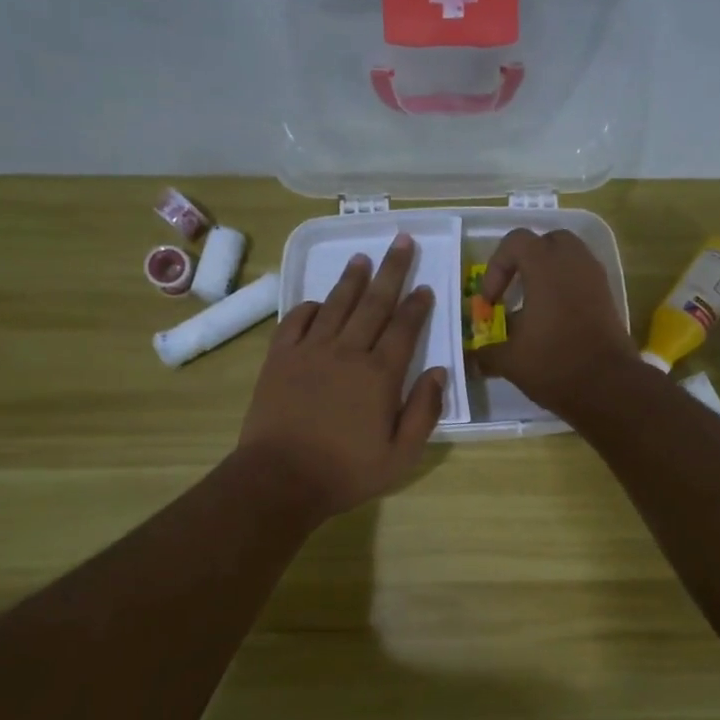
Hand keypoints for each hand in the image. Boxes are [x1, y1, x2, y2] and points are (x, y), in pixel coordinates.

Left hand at [237, 233, 447, 521]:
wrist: (280, 478)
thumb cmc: (346, 471)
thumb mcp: (401, 454)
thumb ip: (424, 412)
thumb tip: (440, 372)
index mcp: (380, 375)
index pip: (404, 329)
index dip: (417, 306)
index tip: (426, 286)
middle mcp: (347, 352)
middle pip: (374, 303)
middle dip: (391, 271)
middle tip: (401, 241)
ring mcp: (310, 351)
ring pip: (336, 304)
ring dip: (351, 279)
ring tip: (363, 257)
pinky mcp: (280, 359)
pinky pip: (296, 321)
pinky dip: (310, 306)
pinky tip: (319, 301)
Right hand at [476, 228, 639, 416]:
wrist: (608, 387)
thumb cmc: (554, 364)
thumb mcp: (510, 361)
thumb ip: (486, 353)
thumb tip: (472, 359)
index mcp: (546, 266)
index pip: (516, 242)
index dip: (496, 267)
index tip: (491, 302)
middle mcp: (574, 262)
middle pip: (547, 242)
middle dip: (526, 261)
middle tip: (513, 290)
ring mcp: (595, 278)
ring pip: (569, 258)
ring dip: (548, 275)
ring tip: (533, 307)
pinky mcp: (608, 298)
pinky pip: (582, 279)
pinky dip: (566, 289)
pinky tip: (553, 321)